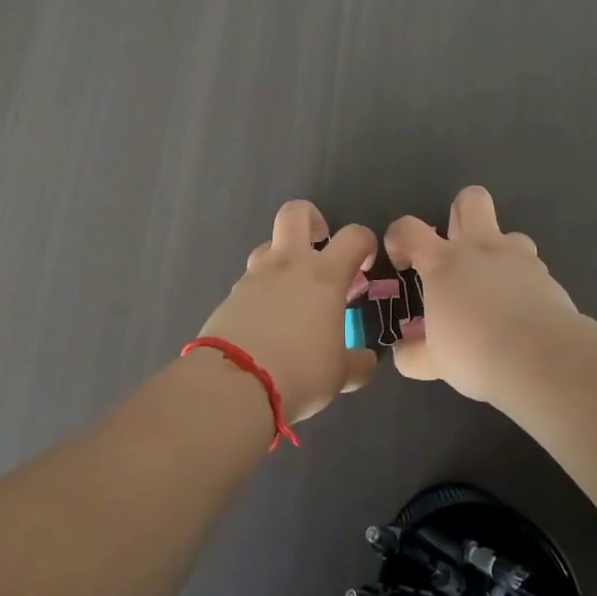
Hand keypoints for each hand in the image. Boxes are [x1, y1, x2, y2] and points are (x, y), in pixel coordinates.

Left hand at [195, 200, 378, 423]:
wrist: (234, 382)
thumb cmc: (300, 371)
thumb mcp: (339, 374)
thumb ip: (356, 363)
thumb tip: (366, 361)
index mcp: (324, 275)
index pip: (354, 236)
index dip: (365, 243)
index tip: (365, 265)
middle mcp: (289, 264)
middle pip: (296, 212)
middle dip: (312, 220)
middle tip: (319, 246)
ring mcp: (255, 276)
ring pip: (268, 246)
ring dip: (283, 260)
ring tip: (292, 294)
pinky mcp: (230, 295)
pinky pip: (250, 281)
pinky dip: (262, 293)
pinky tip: (267, 323)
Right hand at [386, 185, 583, 403]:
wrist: (542, 359)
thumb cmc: (475, 352)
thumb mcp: (435, 361)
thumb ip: (414, 353)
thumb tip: (402, 353)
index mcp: (444, 262)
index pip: (409, 228)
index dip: (399, 238)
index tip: (403, 263)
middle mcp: (480, 248)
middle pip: (471, 200)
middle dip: (461, 212)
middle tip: (455, 246)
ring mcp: (519, 258)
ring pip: (510, 234)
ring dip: (499, 252)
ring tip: (494, 286)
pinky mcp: (548, 277)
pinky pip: (531, 269)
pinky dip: (522, 284)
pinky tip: (521, 313)